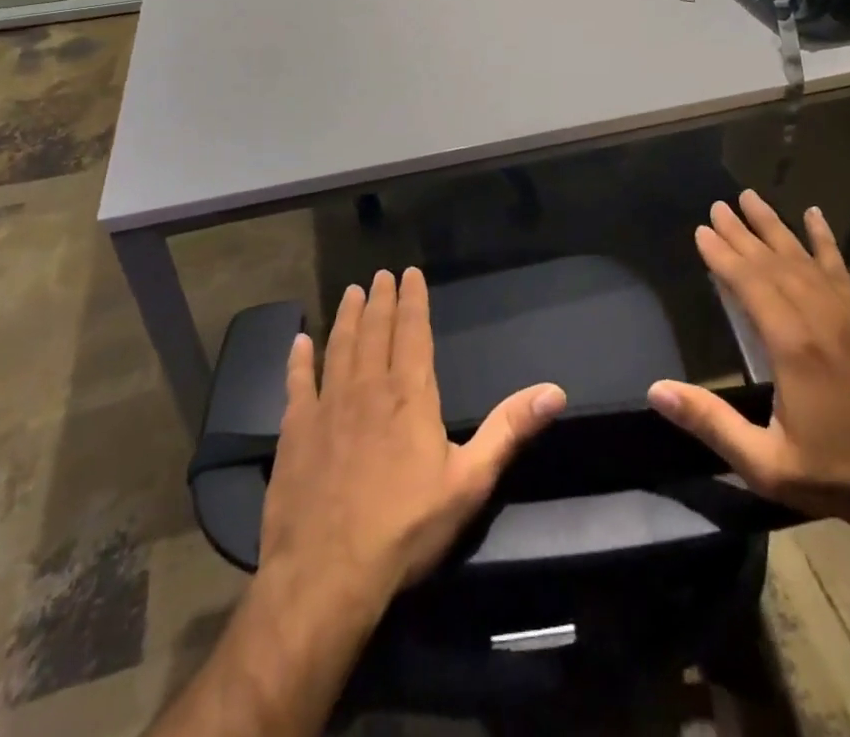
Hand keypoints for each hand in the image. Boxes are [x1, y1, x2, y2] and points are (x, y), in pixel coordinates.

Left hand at [259, 267, 566, 608]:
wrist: (327, 576)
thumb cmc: (406, 528)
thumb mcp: (470, 481)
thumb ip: (509, 430)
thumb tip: (555, 391)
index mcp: (409, 394)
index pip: (413, 332)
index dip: (412, 300)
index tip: (409, 273)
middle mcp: (367, 388)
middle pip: (375, 331)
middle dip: (380, 300)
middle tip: (379, 275)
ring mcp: (326, 407)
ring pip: (338, 348)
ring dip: (346, 318)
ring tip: (351, 293)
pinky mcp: (294, 433)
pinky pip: (296, 385)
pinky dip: (297, 361)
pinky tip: (298, 343)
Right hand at [648, 190, 849, 536]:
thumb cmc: (832, 474)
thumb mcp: (765, 463)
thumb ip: (711, 423)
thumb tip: (656, 390)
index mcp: (794, 347)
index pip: (751, 285)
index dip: (724, 256)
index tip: (702, 230)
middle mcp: (820, 319)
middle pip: (773, 263)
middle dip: (742, 233)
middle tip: (717, 206)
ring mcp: (846, 316)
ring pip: (802, 258)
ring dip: (774, 227)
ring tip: (750, 197)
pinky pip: (839, 269)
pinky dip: (824, 240)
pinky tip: (814, 216)